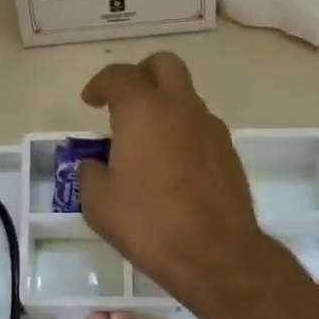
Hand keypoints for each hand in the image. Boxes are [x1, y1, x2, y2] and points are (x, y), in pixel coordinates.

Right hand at [77, 52, 279, 306]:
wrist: (217, 254)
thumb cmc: (149, 223)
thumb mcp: (99, 203)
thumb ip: (90, 173)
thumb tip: (96, 164)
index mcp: (144, 110)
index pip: (118, 76)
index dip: (99, 84)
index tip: (90, 101)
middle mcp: (180, 107)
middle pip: (163, 65)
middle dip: (141, 74)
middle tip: (124, 101)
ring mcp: (210, 127)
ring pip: (185, 96)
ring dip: (164, 106)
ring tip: (145, 142)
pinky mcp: (228, 151)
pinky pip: (200, 126)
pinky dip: (182, 132)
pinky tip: (171, 166)